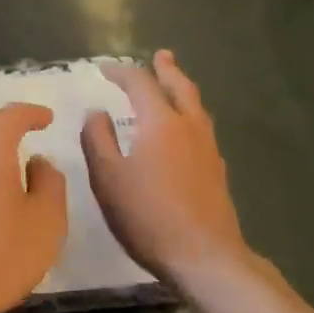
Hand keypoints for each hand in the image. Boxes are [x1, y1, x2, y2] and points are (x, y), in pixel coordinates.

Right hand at [82, 50, 247, 287]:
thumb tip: (96, 112)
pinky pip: (202, 127)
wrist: (205, 257)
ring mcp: (208, 148)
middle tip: (161, 55)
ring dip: (182, 90)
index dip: (121, 72)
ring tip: (174, 85)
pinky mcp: (217, 170)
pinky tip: (185, 130)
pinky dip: (190, 114)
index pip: (140, 83)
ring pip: (196, 107)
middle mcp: (189, 126)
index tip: (104, 69)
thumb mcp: (108, 177)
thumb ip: (98, 139)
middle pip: (180, 87)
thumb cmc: (148, 215)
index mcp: (160, 122)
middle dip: (167, 69)